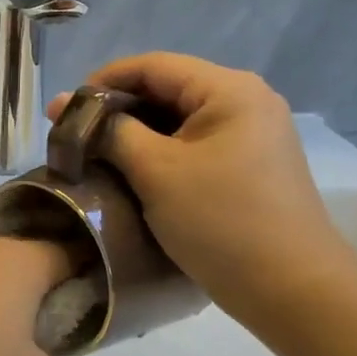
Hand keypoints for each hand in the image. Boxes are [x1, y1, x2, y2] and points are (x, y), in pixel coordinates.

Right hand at [49, 53, 356, 318]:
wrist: (293, 290)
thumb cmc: (221, 221)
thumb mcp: (156, 171)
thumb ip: (112, 131)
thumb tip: (71, 108)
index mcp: (229, 90)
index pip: (152, 65)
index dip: (102, 81)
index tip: (63, 110)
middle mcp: (246, 101)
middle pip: (166, 90)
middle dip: (116, 110)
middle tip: (72, 136)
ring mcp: (252, 135)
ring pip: (178, 120)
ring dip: (134, 134)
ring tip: (95, 155)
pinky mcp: (250, 166)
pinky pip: (194, 146)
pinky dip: (159, 154)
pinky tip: (131, 173)